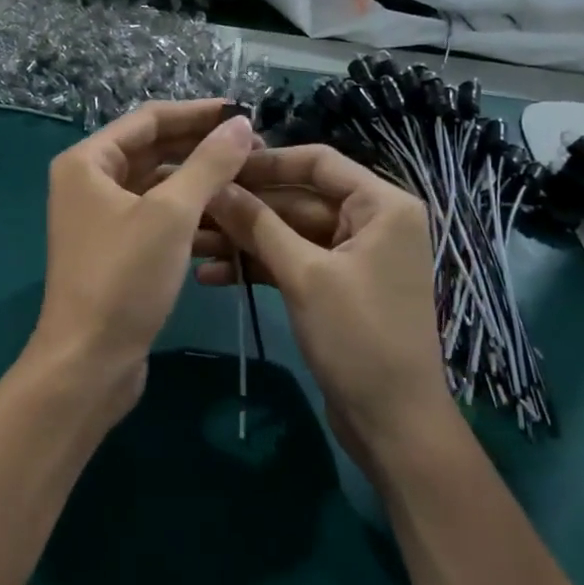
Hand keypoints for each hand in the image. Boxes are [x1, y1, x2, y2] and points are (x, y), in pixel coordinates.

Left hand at [29, 101, 257, 412]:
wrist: (89, 361)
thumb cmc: (124, 278)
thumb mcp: (172, 215)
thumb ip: (209, 164)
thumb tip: (242, 124)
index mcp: (88, 162)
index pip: (149, 120)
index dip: (197, 113)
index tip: (244, 113)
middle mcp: (89, 183)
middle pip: (154, 151)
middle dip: (202, 148)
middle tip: (254, 149)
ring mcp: (102, 219)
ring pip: (159, 187)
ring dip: (199, 183)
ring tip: (249, 181)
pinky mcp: (117, 251)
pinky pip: (158, 219)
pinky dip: (189, 216)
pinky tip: (227, 221)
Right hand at [196, 146, 456, 471]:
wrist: (392, 422)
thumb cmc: (358, 337)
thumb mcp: (304, 275)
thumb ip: (259, 225)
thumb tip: (216, 185)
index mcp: (382, 205)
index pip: (318, 162)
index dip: (267, 162)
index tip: (218, 166)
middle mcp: (371, 222)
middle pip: (298, 198)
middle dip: (246, 208)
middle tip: (192, 207)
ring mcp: (352, 257)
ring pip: (289, 234)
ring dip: (244, 240)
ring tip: (190, 244)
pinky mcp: (335, 288)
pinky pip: (292, 263)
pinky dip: (258, 267)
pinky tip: (212, 276)